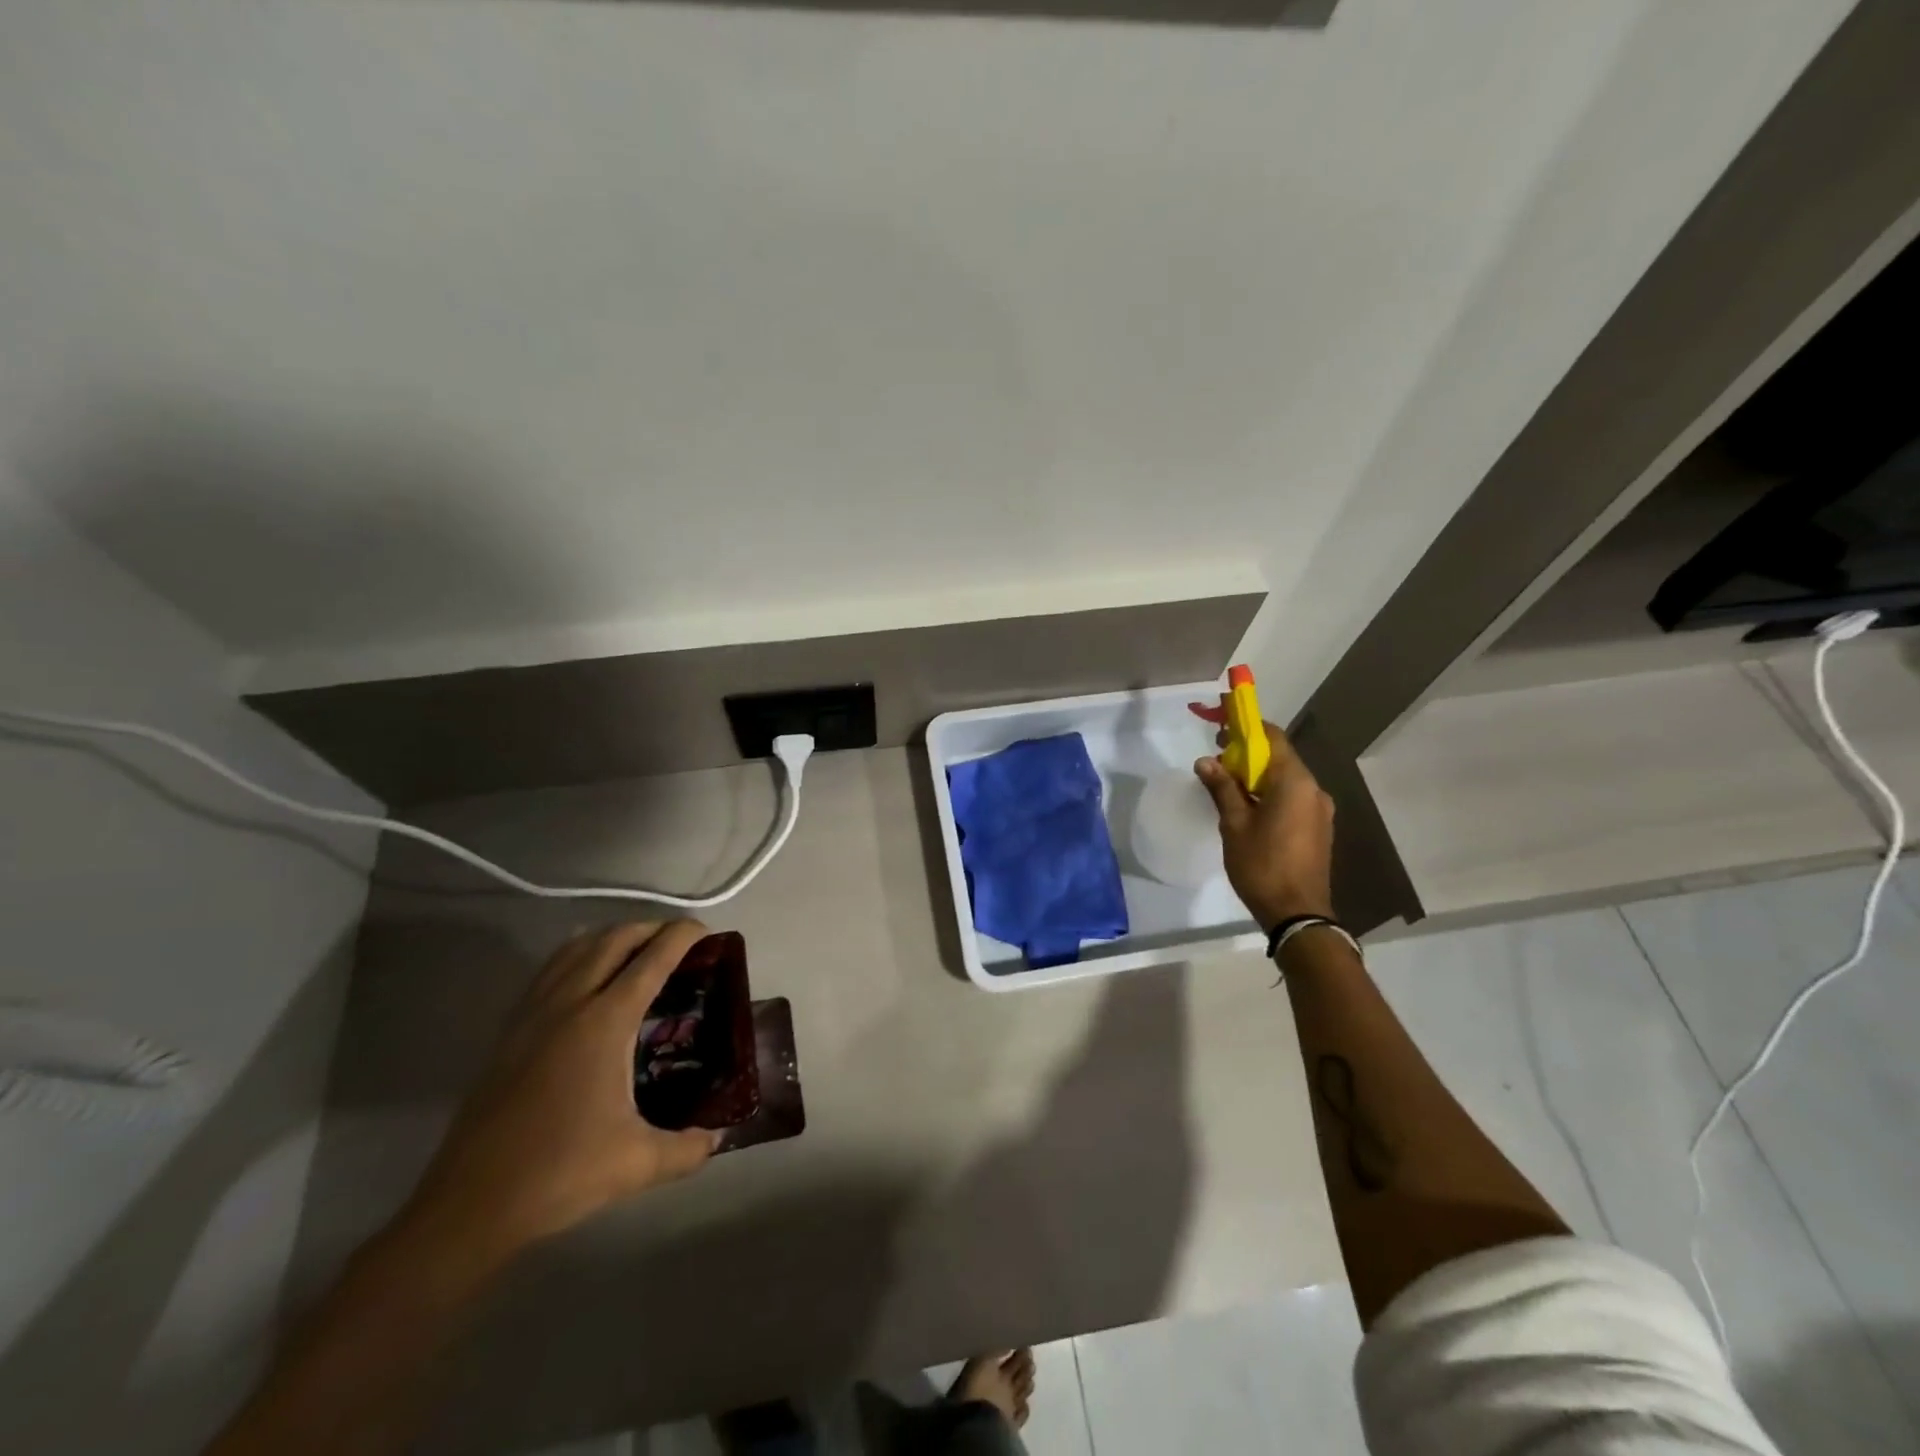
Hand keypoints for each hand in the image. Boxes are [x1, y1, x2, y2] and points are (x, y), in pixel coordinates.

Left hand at [403, 921, 716, 1261]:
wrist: (470, 1206)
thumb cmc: (559, 1174)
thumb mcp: (637, 1164)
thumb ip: (688, 1148)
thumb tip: (717, 1137)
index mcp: (605, 1023)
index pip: (652, 959)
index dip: (682, 936)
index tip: (706, 930)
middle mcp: (569, 1004)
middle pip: (613, 940)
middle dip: (650, 928)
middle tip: (678, 941)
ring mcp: (533, 1014)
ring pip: (576, 948)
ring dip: (612, 937)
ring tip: (637, 951)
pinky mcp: (509, 1031)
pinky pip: (550, 971)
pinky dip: (577, 956)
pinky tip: (587, 978)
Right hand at [1191, 701, 1335, 931]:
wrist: (1298, 914)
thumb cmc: (1262, 865)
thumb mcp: (1234, 824)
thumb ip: (1222, 788)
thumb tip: (1205, 761)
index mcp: (1295, 782)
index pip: (1273, 738)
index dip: (1246, 729)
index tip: (1221, 730)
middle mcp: (1314, 789)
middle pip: (1279, 758)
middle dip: (1248, 755)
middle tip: (1217, 762)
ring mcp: (1320, 810)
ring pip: (1286, 780)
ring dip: (1258, 777)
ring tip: (1228, 788)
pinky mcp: (1319, 828)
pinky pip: (1293, 798)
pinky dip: (1271, 794)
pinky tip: (1250, 810)